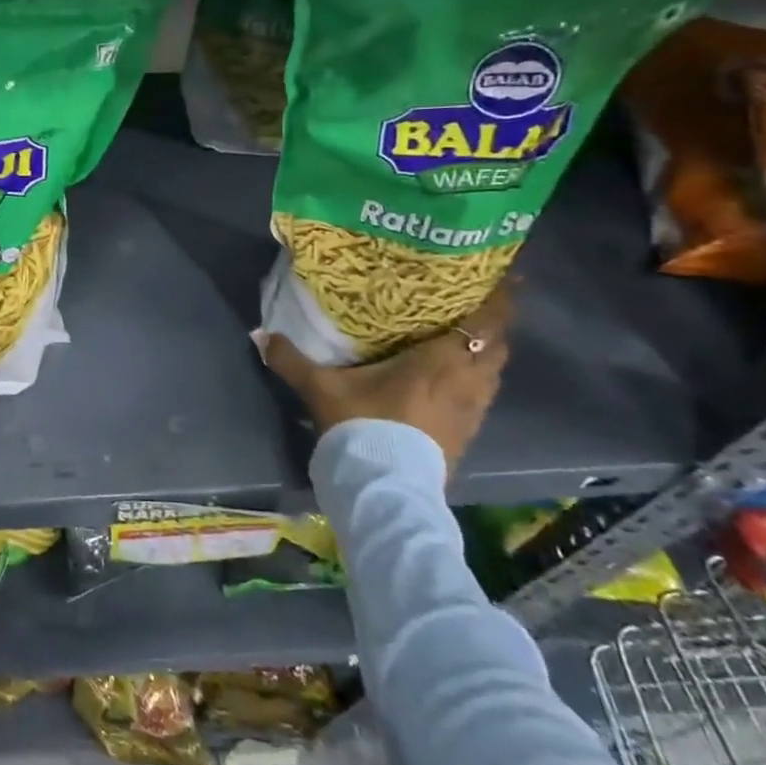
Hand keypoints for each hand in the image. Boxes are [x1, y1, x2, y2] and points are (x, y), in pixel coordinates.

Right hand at [255, 282, 513, 467]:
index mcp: (441, 362)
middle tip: (478, 305)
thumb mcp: (321, 388)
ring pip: (493, 374)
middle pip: (498, 346)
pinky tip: (455, 384)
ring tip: (468, 341)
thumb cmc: (362, 425)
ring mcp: (472, 412)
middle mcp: (467, 382)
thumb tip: (260, 334)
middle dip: (494, 325)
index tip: (505, 278)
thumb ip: (292, 360)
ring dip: (486, 355)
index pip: (485, 323)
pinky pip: (482, 398)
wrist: (384, 486)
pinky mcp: (467, 436)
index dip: (499, 299)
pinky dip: (476, 382)